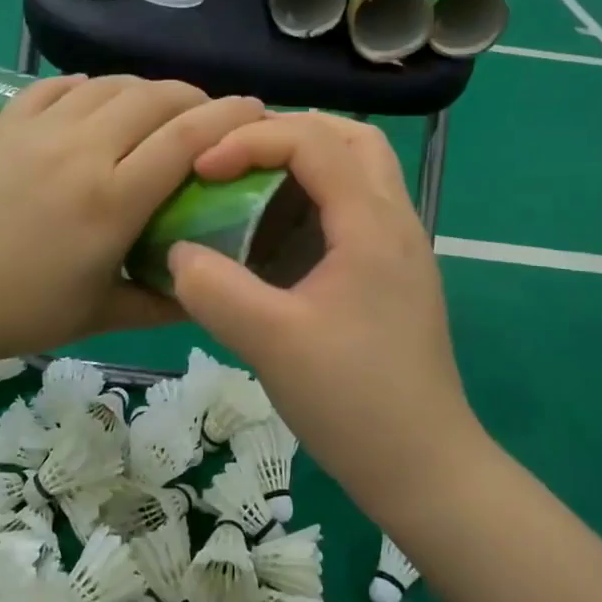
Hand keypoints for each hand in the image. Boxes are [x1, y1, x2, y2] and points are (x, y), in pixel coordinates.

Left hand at [0, 75, 264, 374]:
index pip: (188, 138)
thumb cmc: (10, 311)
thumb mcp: (96, 318)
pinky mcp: (5, 122)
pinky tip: (94, 104)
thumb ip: (161, 302)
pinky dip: (89, 88)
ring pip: (111, 84)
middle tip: (210, 117)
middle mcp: (83, 149)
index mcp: (112, 199)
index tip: (257, 110)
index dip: (230, 117)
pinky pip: (59, 86)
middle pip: (156, 96)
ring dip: (146, 90)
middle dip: (195, 97)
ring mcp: (40, 129)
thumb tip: (208, 293)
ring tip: (158, 111)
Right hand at [166, 113, 482, 515]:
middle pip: (352, 137)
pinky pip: (356, 209)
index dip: (252, 140)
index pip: (314, 141)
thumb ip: (214, 290)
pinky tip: (277, 239)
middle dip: (289, 132)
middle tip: (236, 156)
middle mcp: (396, 221)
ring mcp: (402, 249)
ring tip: (251, 186)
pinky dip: (315, 200)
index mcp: (372, 223)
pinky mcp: (395, 276)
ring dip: (306, 163)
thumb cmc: (353, 401)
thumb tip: (176, 252)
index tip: (202, 168)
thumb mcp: (270, 343)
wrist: (425, 469)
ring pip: (360, 170)